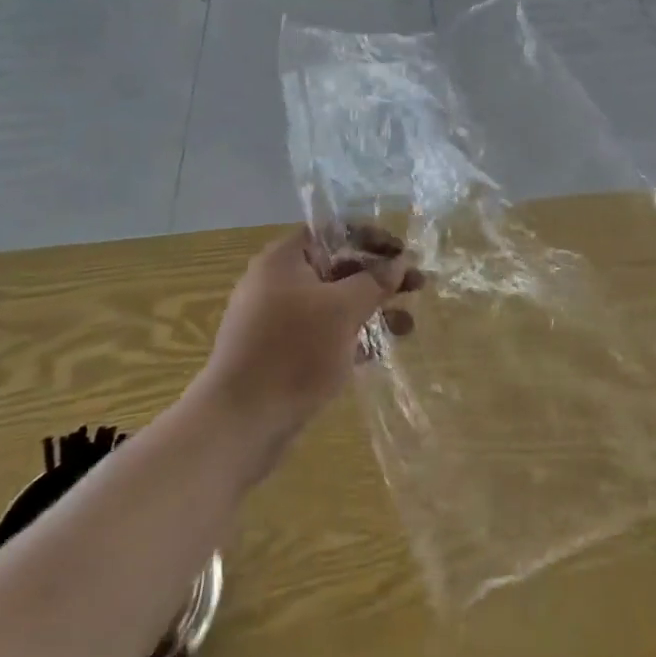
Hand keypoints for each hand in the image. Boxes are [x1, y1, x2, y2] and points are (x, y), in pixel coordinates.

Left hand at [204, 224, 422, 428]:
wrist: (237, 425)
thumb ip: (375, 281)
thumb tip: (400, 262)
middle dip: (379, 277)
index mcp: (284, 259)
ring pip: (333, 304)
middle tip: (418, 286)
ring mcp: (277, 321)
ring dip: (371, 309)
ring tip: (408, 326)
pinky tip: (380, 351)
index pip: (334, 231)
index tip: (402, 253)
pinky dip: (351, 337)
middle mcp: (278, 283)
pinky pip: (323, 334)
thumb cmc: (293, 351)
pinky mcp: (281, 355)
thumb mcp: (343, 309)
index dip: (371, 237)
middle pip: (338, 267)